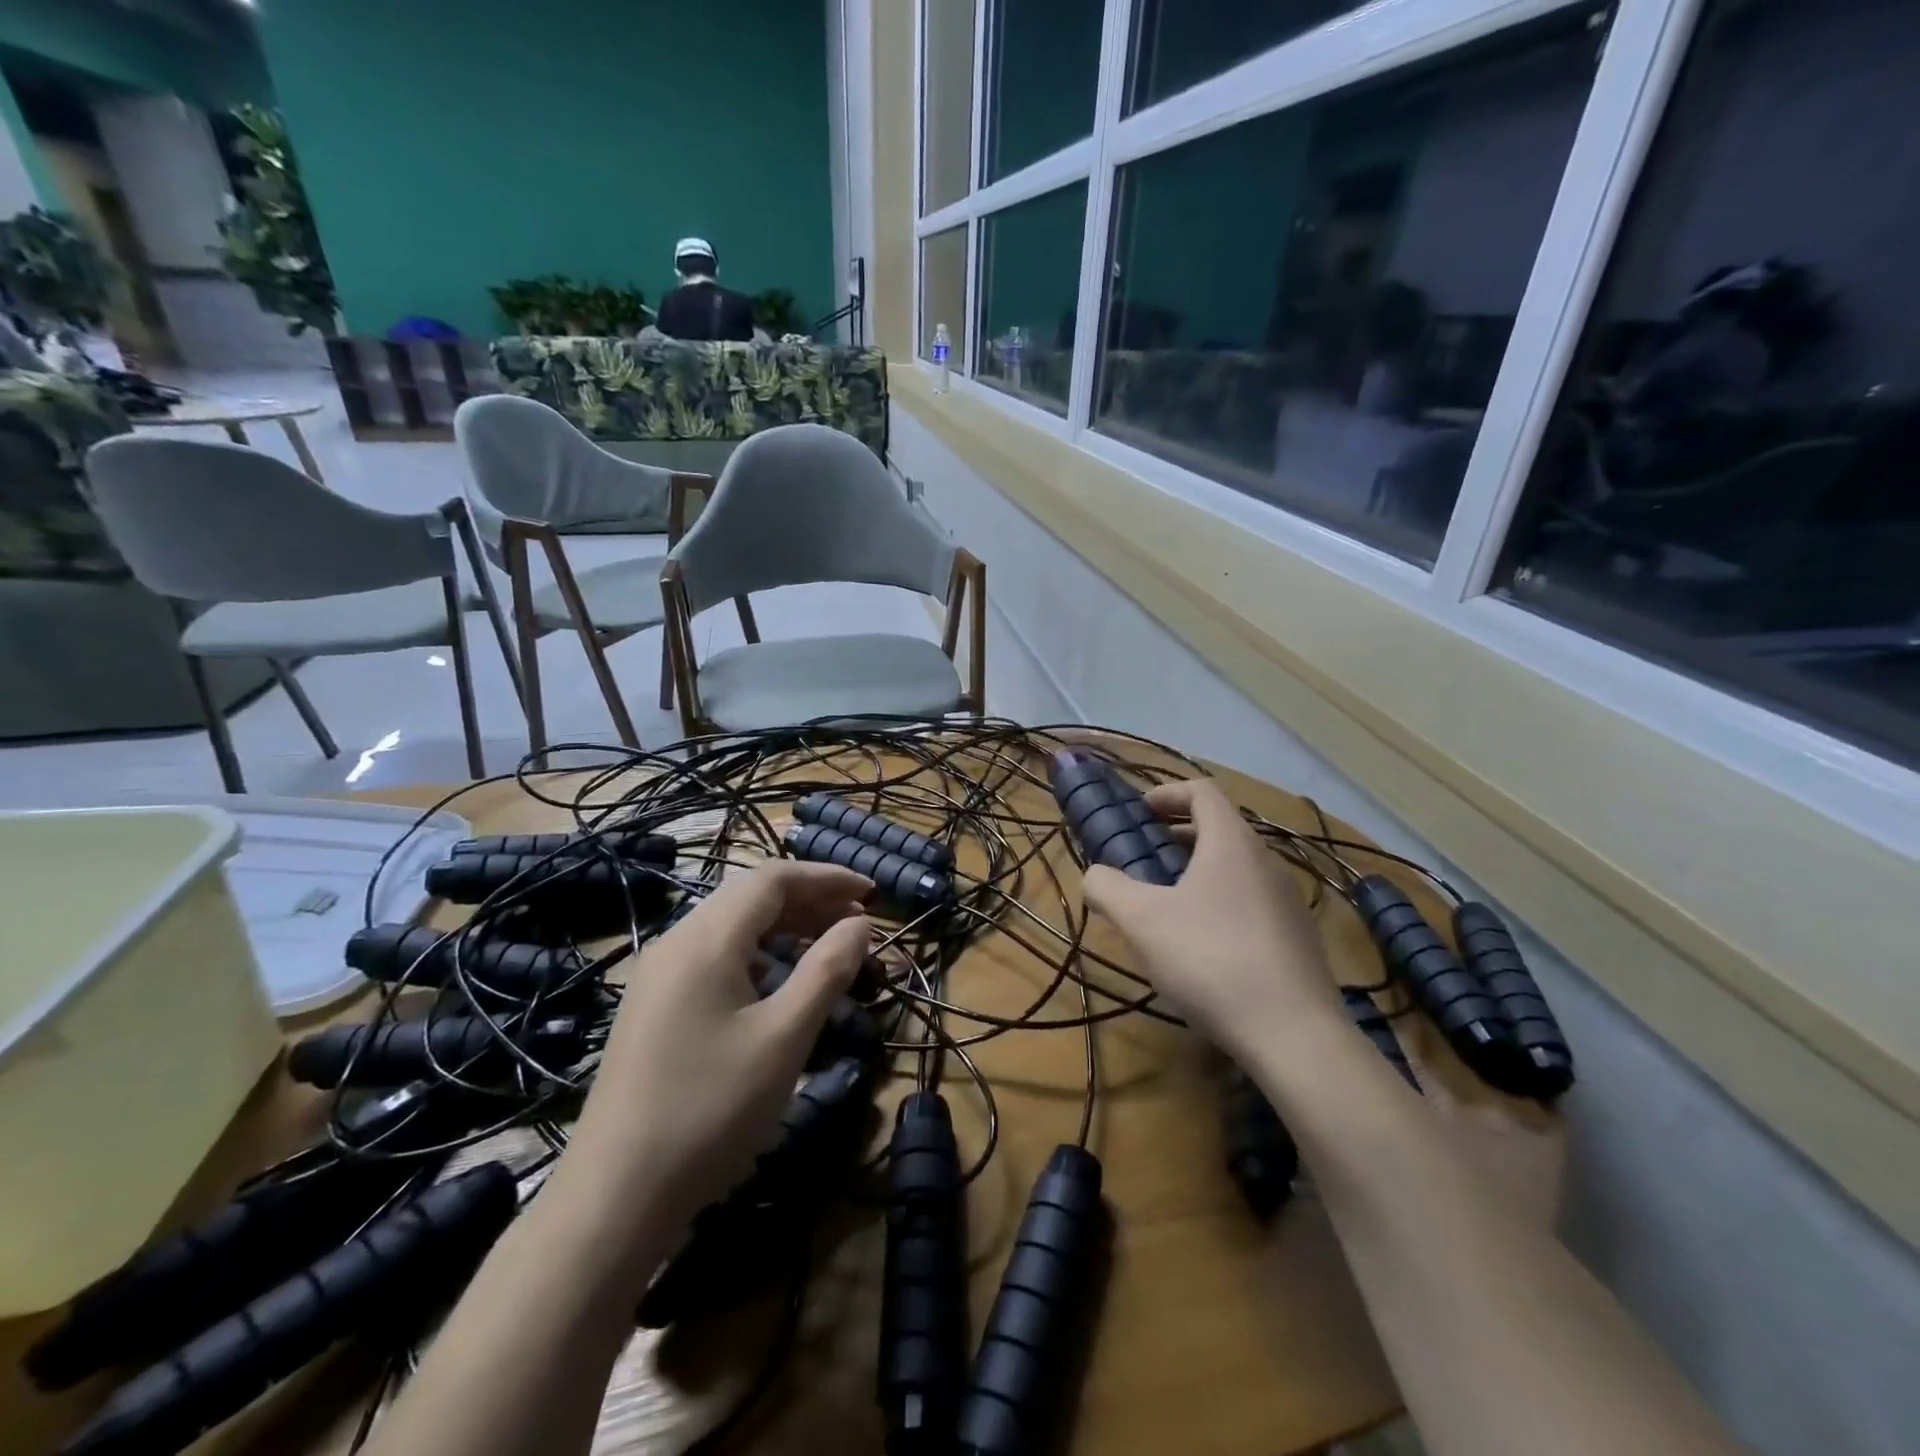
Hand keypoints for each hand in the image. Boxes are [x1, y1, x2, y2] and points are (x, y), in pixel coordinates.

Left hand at [562, 860, 872, 1234]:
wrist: (614, 1197)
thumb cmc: (710, 1110)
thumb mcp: (784, 1037)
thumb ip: (827, 970)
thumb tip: (860, 924)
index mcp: (705, 939)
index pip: (773, 879)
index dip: (827, 878)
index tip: (872, 894)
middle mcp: (676, 942)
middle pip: (750, 896)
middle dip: (809, 900)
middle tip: (858, 922)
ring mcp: (658, 975)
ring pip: (732, 927)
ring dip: (785, 927)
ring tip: (828, 948)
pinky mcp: (653, 1006)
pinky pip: (714, 957)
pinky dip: (757, 955)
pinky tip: (778, 985)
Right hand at [1082, 778, 1341, 1061]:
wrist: (1293, 1034)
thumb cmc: (1210, 959)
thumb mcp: (1141, 921)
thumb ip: (1107, 888)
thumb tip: (1095, 875)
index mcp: (1231, 843)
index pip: (1202, 792)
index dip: (1168, 793)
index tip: (1140, 811)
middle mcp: (1266, 862)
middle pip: (1221, 829)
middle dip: (1178, 835)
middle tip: (1145, 857)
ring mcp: (1288, 902)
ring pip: (1237, 869)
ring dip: (1199, 872)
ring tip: (1167, 903)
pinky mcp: (1297, 939)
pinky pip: (1251, 902)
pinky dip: (1220, 903)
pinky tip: (1202, 945)